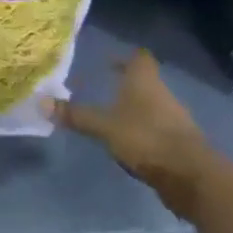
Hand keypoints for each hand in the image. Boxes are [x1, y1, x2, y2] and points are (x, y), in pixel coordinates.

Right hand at [48, 49, 219, 221]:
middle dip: (126, 83)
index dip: (124, 57)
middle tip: (102, 87)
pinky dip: (143, 130)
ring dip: (135, 108)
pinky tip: (129, 142)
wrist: (192, 176)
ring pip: (151, 104)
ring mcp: (173, 117)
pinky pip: (157, 128)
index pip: (138, 56)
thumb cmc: (146, 138)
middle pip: (144, 80)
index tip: (107, 61)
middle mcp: (161, 92)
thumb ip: (76, 116)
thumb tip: (40, 101)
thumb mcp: (105, 127)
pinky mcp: (179, 142)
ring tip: (111, 116)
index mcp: (144, 80)